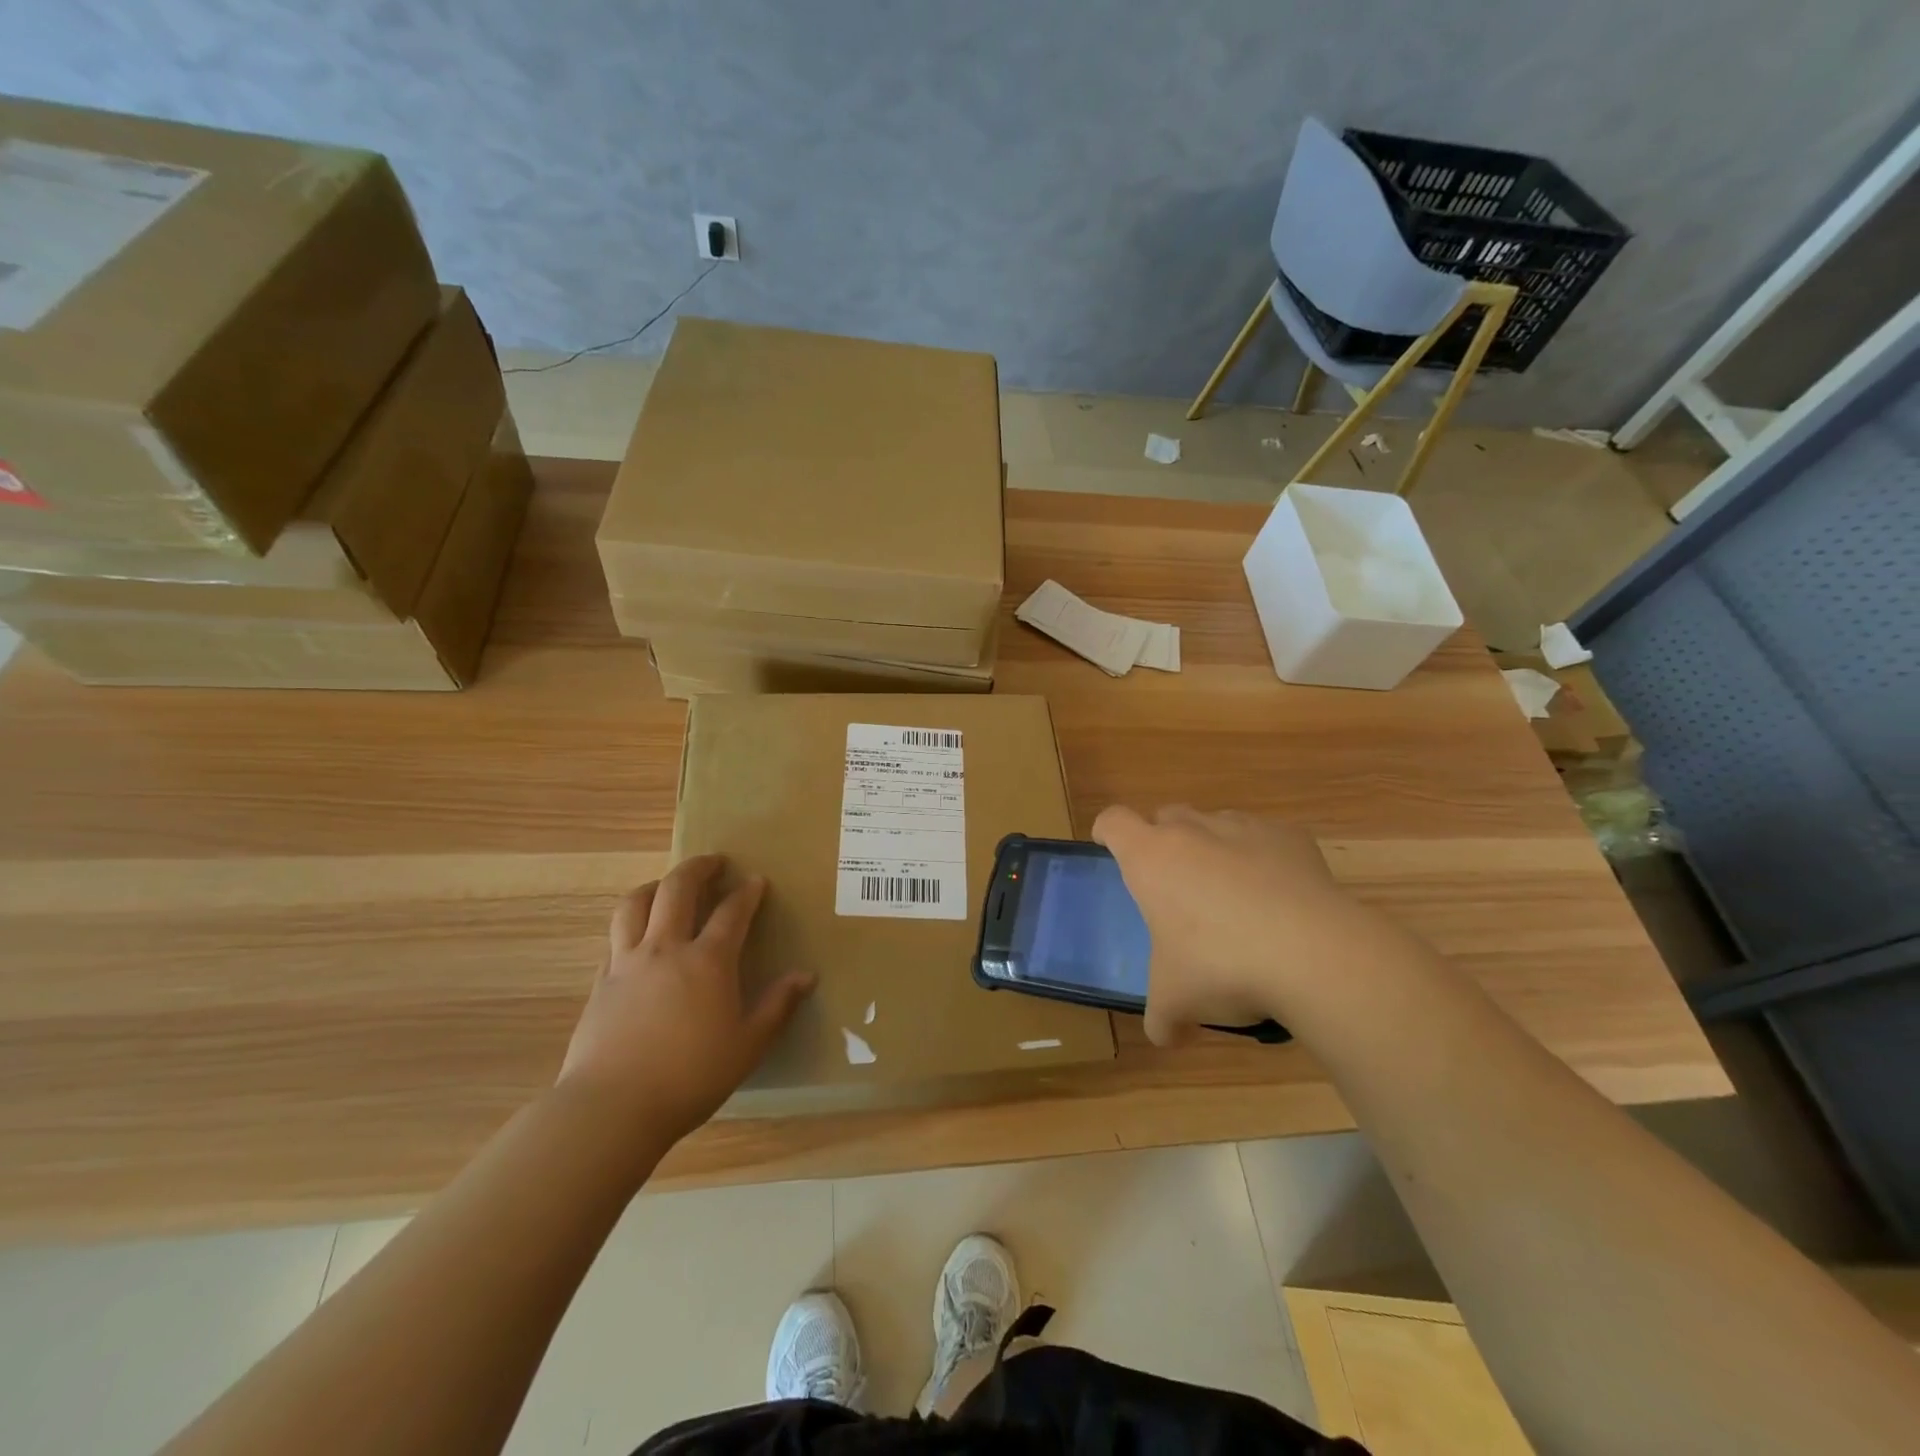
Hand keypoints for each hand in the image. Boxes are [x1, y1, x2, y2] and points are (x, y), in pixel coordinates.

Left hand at [558, 855, 814, 1141]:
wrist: (612, 1107)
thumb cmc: (690, 1077)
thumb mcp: (748, 1045)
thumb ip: (778, 1006)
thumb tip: (807, 975)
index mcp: (708, 961)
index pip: (732, 912)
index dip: (747, 892)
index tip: (757, 881)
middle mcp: (666, 948)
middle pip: (678, 888)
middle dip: (699, 868)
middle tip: (714, 862)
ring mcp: (628, 962)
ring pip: (636, 903)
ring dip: (656, 885)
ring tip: (668, 886)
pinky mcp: (601, 981)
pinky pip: (615, 936)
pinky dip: (631, 923)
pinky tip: (639, 937)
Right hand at [1093, 805, 1390, 1045]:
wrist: (1313, 954)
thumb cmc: (1221, 966)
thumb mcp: (1178, 1000)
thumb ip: (1162, 1016)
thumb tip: (1164, 1036)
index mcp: (1150, 858)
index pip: (1113, 822)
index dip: (1107, 833)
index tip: (1110, 850)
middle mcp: (1192, 831)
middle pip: (1165, 816)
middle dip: (1164, 842)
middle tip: (1175, 887)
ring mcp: (1243, 828)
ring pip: (1214, 822)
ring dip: (1212, 847)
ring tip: (1230, 894)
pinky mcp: (1290, 837)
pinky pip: (1265, 837)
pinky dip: (1263, 858)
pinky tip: (1277, 897)